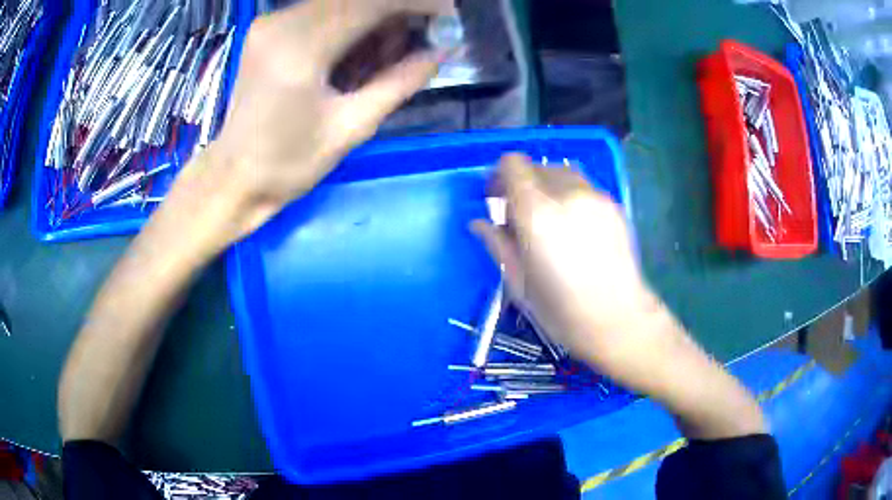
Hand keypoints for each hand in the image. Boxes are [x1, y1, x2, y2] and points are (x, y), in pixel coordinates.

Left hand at [201, 0, 453, 239]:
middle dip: (398, 12)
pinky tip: (362, 54)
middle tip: (423, 40)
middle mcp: (281, 24)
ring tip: (391, 56)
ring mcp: (272, 24)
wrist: (233, 177)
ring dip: (376, 20)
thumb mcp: (352, 127)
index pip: (370, 3)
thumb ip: (401, 82)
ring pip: (341, 3)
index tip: (448, 17)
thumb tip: (444, 50)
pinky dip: (352, 26)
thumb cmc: (288, 165)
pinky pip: (323, 13)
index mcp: (300, 50)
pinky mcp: (269, 30)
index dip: (417, 4)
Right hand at [472, 154, 669, 389]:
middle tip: (521, 214)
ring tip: (551, 218)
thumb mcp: (518, 282)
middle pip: (536, 166)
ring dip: (549, 187)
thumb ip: (497, 244)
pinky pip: (584, 187)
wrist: (618, 320)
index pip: (512, 164)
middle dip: (523, 184)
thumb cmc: (562, 311)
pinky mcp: (614, 204)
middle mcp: (567, 193)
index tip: (497, 199)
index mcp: (536, 212)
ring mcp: (595, 196)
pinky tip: (576, 228)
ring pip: (562, 172)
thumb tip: (479, 223)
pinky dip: (572, 196)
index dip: (499, 177)